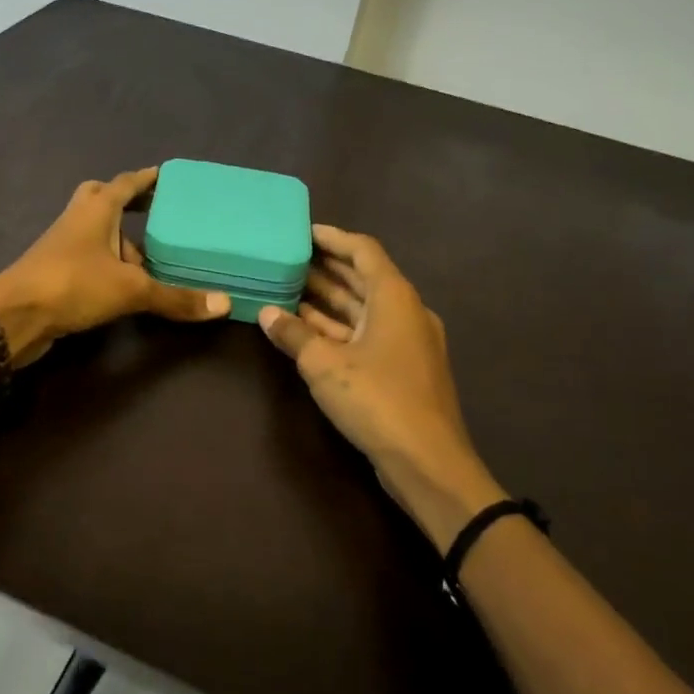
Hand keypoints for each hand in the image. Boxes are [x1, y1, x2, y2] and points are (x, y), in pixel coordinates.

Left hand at [0, 168, 229, 365]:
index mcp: (98, 208)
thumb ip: (176, 297)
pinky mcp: (56, 270)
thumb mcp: (131, 290)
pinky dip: (109, 263)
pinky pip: (90, 257)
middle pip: (104, 198)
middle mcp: (79, 219)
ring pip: (96, 231)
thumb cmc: (73, 284)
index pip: (127, 182)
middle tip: (156, 212)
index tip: (168, 176)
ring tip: (153, 258)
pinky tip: (126, 283)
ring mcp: (64, 244)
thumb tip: (224, 304)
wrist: (14, 316)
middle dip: (128, 202)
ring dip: (120, 239)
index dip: (148, 179)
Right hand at [259, 225, 502, 553]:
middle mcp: (405, 311)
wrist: (427, 461)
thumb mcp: (323, 364)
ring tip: (287, 288)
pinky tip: (305, 329)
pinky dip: (337, 328)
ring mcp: (406, 341)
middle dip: (325, 268)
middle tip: (287, 258)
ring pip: (362, 309)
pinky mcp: (402, 368)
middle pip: (363, 278)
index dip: (333, 238)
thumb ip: (293, 334)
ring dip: (328, 300)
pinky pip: (365, 334)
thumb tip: (266, 313)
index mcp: (394, 297)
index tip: (302, 232)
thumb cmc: (377, 399)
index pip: (363, 251)